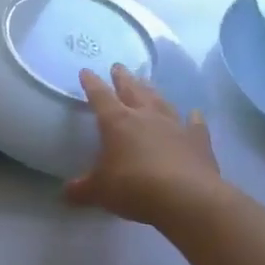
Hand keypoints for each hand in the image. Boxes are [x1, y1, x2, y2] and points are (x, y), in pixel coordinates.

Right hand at [66, 63, 223, 227]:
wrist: (187, 198)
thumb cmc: (134, 188)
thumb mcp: (100, 191)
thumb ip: (82, 189)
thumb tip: (66, 192)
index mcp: (117, 122)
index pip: (100, 96)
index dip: (91, 83)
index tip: (86, 71)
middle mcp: (146, 116)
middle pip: (132, 90)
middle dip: (123, 78)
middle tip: (118, 66)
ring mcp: (175, 125)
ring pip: (161, 101)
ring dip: (152, 91)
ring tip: (147, 83)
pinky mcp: (198, 140)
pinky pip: (195, 124)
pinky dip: (193, 118)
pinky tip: (194, 114)